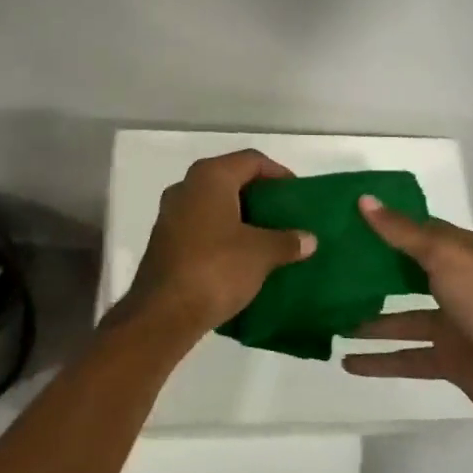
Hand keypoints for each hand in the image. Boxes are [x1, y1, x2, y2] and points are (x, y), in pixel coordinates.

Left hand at [123, 150, 315, 336]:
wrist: (163, 312)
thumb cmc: (216, 268)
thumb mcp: (261, 254)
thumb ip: (287, 241)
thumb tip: (309, 239)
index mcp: (210, 177)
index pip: (251, 160)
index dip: (278, 173)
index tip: (297, 195)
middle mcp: (186, 186)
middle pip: (231, 179)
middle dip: (259, 196)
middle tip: (285, 215)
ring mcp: (171, 213)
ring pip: (215, 204)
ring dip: (241, 217)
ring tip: (268, 237)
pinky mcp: (165, 240)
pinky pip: (201, 225)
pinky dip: (223, 233)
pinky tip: (241, 256)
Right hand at [341, 197, 472, 433]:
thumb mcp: (444, 255)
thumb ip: (402, 232)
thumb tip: (363, 199)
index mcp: (456, 253)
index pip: (413, 231)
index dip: (382, 225)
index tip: (343, 220)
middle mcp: (452, 284)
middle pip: (404, 274)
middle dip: (370, 272)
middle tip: (326, 269)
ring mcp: (449, 324)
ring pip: (399, 318)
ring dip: (368, 319)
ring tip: (329, 317)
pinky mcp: (446, 360)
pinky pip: (405, 357)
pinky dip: (378, 360)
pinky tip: (346, 361)